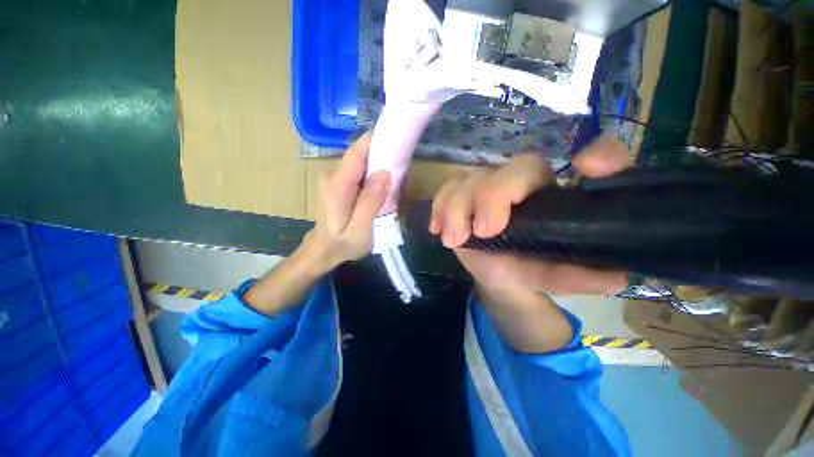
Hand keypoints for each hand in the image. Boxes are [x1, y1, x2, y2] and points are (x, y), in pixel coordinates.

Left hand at [303, 132, 390, 272]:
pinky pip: (358, 175)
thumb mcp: (360, 229)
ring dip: (377, 166)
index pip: (355, 154)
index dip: (373, 141)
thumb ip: (370, 202)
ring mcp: (334, 181)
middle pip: (359, 158)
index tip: (394, 135)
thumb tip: (384, 173)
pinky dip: (371, 176)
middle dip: (380, 155)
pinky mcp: (338, 186)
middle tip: (402, 161)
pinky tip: (382, 185)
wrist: (323, 252)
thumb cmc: (342, 245)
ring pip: (359, 166)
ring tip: (396, 174)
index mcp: (337, 187)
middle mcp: (332, 178)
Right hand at [429, 135, 630, 295]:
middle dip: (495, 197)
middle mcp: (524, 183)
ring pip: (472, 179)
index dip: (600, 153)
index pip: (592, 157)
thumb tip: (617, 275)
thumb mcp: (555, 275)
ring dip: (458, 208)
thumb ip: (579, 275)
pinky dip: (439, 207)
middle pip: (514, 169)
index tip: (586, 167)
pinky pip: (447, 190)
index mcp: (556, 195)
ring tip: (454, 240)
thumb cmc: (529, 266)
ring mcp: (488, 186)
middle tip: (485, 231)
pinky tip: (438, 229)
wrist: (498, 273)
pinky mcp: (461, 196)